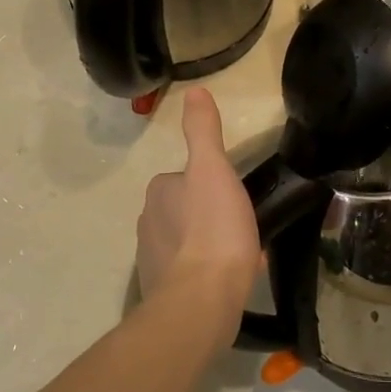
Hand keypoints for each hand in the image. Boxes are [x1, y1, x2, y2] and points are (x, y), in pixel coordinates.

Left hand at [135, 90, 260, 323]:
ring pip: (190, 241)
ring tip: (242, 254)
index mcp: (159, 191)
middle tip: (243, 227)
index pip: (187, 177)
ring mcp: (152, 259)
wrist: (201, 300)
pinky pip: (190, 271)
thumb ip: (204, 130)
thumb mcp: (214, 169)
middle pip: (188, 209)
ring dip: (212, 243)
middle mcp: (147, 221)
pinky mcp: (161, 290)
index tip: (236, 198)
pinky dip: (208, 271)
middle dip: (213, 215)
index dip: (214, 185)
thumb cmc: (213, 229)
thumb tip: (195, 91)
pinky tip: (232, 279)